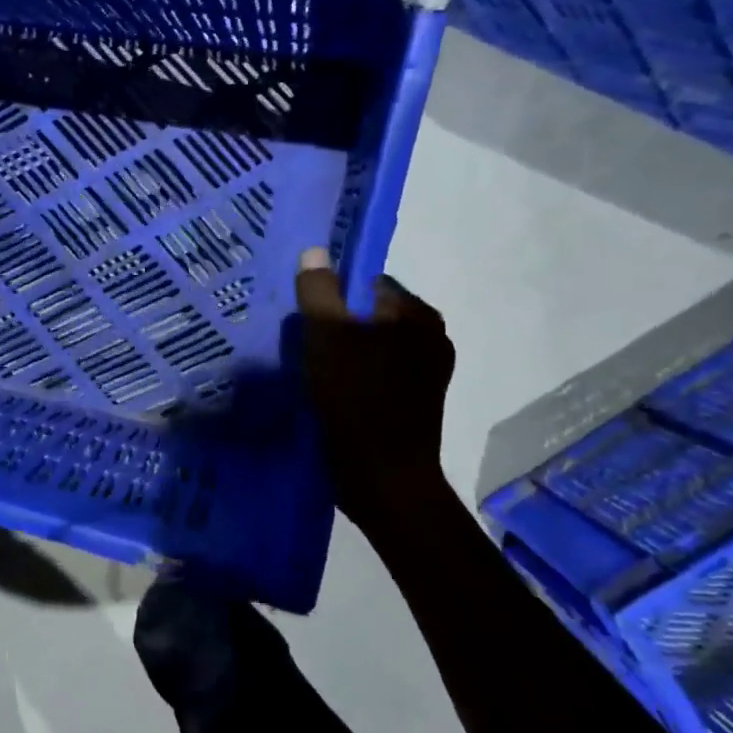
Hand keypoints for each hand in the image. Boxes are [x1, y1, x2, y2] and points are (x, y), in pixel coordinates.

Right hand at [294, 247, 455, 527]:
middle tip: (301, 339)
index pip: (368, 283)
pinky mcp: (413, 406)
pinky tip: (326, 391)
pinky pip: (374, 376)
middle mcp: (431, 340)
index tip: (303, 313)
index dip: (332, 293)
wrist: (383, 481)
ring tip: (309, 366)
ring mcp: (425, 376)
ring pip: (370, 348)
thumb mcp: (327, 337)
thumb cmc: (357, 400)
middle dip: (336, 324)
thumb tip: (314, 251)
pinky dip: (353, 378)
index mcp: (419, 316)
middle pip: (368, 317)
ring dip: (342, 353)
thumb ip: (318, 291)